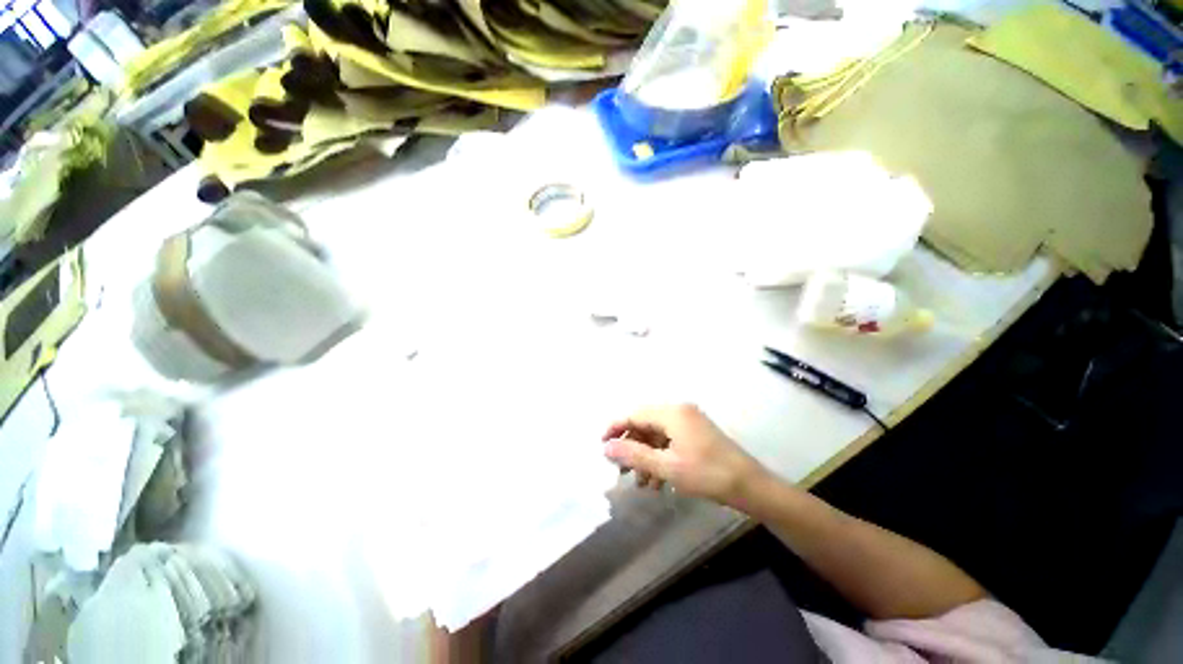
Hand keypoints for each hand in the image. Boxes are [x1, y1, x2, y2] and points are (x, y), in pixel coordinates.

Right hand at [602, 404, 766, 506]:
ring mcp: (688, 422)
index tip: (601, 446)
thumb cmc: (707, 474)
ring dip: (645, 456)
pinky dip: (659, 458)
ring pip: (656, 435)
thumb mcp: (666, 467)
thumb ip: (634, 455)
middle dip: (631, 447)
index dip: (615, 428)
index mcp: (672, 413)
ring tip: (640, 482)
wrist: (751, 487)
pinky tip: (657, 481)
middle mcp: (679, 411)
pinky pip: (669, 441)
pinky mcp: (695, 434)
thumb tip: (606, 447)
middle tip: (621, 470)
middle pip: (644, 424)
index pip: (634, 414)